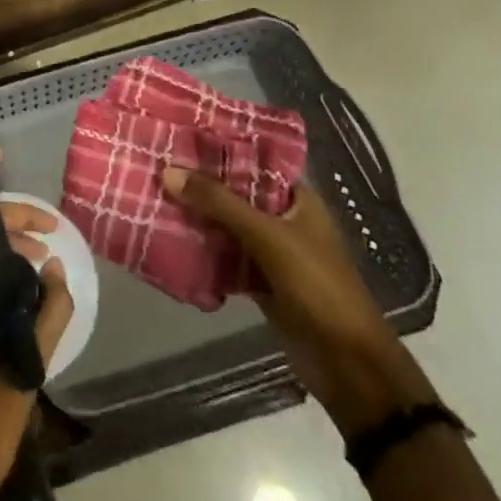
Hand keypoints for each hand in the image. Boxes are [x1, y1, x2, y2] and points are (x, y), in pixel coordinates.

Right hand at [163, 168, 435, 436]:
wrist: (347, 364)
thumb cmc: (318, 287)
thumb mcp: (268, 237)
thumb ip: (219, 203)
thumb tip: (168, 170)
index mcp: (298, 201)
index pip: (254, 162)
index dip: (220, 149)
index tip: (180, 136)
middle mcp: (284, 220)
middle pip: (235, 194)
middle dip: (200, 184)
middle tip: (156, 164)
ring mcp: (271, 252)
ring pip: (226, 226)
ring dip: (197, 217)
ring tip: (153, 194)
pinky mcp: (259, 281)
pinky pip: (223, 257)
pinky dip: (201, 250)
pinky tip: (167, 238)